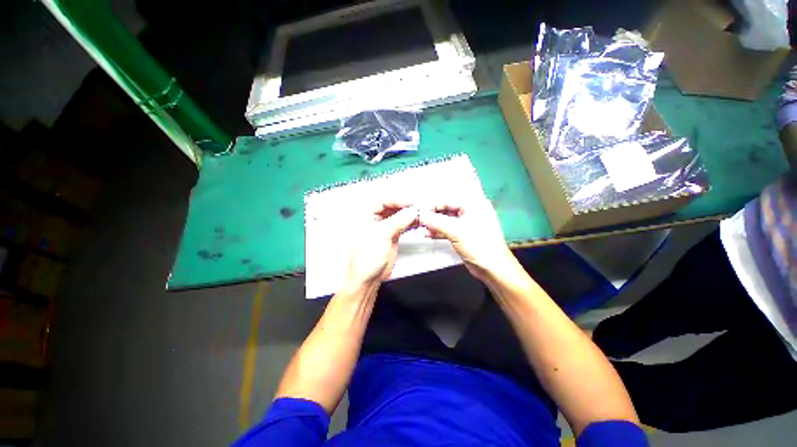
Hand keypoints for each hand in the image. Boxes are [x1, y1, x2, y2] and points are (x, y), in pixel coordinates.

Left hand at [345, 203, 418, 288]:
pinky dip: (411, 223)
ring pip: (399, 216)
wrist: (369, 278)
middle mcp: (375, 219)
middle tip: (419, 207)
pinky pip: (403, 225)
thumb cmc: (366, 258)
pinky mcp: (393, 236)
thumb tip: (412, 211)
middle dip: (406, 207)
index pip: (384, 201)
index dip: (398, 200)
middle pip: (393, 207)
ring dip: (410, 215)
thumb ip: (398, 221)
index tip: (411, 203)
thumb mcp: (381, 235)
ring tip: (421, 214)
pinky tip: (419, 222)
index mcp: (366, 216)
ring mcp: (385, 228)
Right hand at [419, 199, 514, 281]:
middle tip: (417, 220)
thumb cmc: (478, 245)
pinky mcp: (463, 235)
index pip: (448, 200)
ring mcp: (467, 224)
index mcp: (474, 204)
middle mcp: (471, 211)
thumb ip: (436, 221)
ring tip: (419, 228)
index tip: (418, 211)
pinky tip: (426, 234)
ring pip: (446, 221)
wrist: (493, 268)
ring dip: (433, 224)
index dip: (432, 205)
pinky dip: (438, 232)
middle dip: (432, 216)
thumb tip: (420, 215)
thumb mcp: (456, 231)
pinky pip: (448, 230)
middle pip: (446, 210)